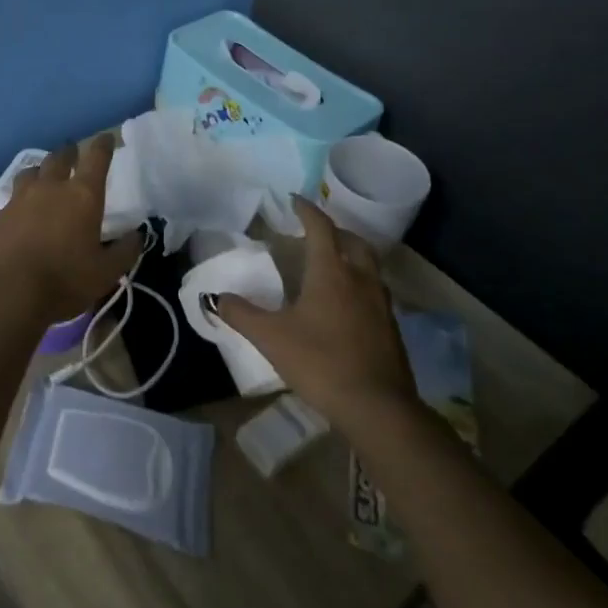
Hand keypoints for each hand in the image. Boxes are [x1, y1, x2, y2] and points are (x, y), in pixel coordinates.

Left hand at [0, 134, 141, 325]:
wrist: (7, 292)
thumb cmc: (64, 280)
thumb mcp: (106, 273)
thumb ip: (125, 250)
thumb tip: (137, 235)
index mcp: (82, 195)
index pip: (96, 158)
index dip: (103, 145)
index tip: (106, 138)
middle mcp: (51, 188)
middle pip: (59, 157)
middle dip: (69, 152)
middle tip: (73, 153)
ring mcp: (20, 198)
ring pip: (31, 171)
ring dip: (42, 170)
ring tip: (45, 176)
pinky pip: (13, 197)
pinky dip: (22, 197)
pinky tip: (22, 210)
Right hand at [215, 196, 416, 424]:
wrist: (377, 408)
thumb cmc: (321, 362)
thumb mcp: (271, 338)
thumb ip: (241, 314)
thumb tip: (216, 297)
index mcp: (331, 272)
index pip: (320, 227)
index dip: (306, 210)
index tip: (293, 200)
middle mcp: (360, 279)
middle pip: (353, 241)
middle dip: (334, 230)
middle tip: (314, 232)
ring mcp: (381, 303)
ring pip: (368, 266)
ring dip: (351, 256)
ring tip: (330, 264)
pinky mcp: (391, 328)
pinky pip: (375, 291)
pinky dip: (359, 284)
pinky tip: (345, 304)